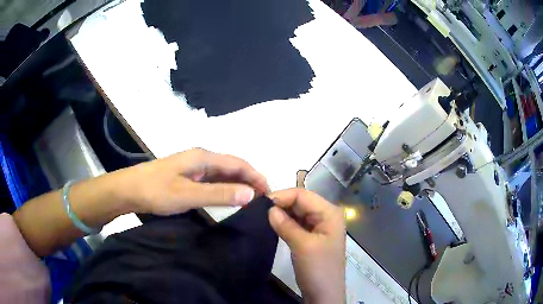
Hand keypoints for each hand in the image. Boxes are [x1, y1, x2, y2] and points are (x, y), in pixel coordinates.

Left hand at [116, 148, 268, 214]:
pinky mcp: (187, 176)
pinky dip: (225, 188)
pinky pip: (212, 180)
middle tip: (262, 199)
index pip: (238, 163)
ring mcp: (193, 167)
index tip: (268, 193)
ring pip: (223, 173)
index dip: (255, 176)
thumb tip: (250, 193)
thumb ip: (219, 193)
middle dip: (249, 180)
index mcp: (203, 157)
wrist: (129, 190)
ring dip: (238, 184)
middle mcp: (201, 158)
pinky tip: (228, 198)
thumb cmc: (156, 191)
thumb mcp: (188, 194)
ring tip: (250, 200)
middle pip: (232, 166)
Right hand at [268, 189, 345, 303]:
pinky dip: (285, 223)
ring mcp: (319, 226)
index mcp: (329, 213)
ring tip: (262, 216)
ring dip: (282, 213)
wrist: (324, 294)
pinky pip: (297, 224)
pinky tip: (273, 224)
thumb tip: (269, 208)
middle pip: (301, 202)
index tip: (260, 203)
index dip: (282, 196)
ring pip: (298, 212)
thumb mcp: (302, 245)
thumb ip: (286, 225)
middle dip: (281, 204)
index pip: (303, 195)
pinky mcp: (312, 237)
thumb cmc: (318, 269)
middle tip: (258, 209)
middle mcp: (326, 215)